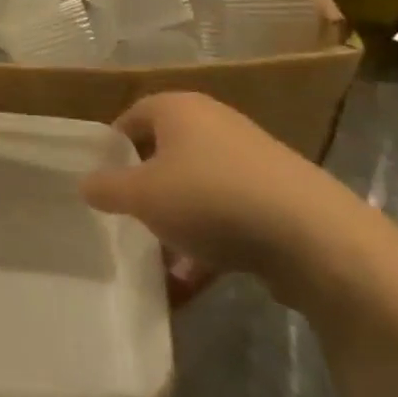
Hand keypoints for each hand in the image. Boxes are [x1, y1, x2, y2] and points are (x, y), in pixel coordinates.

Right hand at [83, 92, 359, 302]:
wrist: (312, 235)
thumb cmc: (209, 197)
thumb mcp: (141, 195)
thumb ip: (106, 188)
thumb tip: (85, 184)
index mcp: (179, 109)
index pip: (132, 117)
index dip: (111, 148)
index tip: (98, 181)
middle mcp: (214, 126)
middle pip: (165, 155)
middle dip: (144, 192)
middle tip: (124, 222)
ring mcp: (249, 163)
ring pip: (196, 192)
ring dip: (174, 228)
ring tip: (156, 266)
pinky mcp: (275, 201)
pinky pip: (227, 219)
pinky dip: (207, 249)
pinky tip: (190, 287)